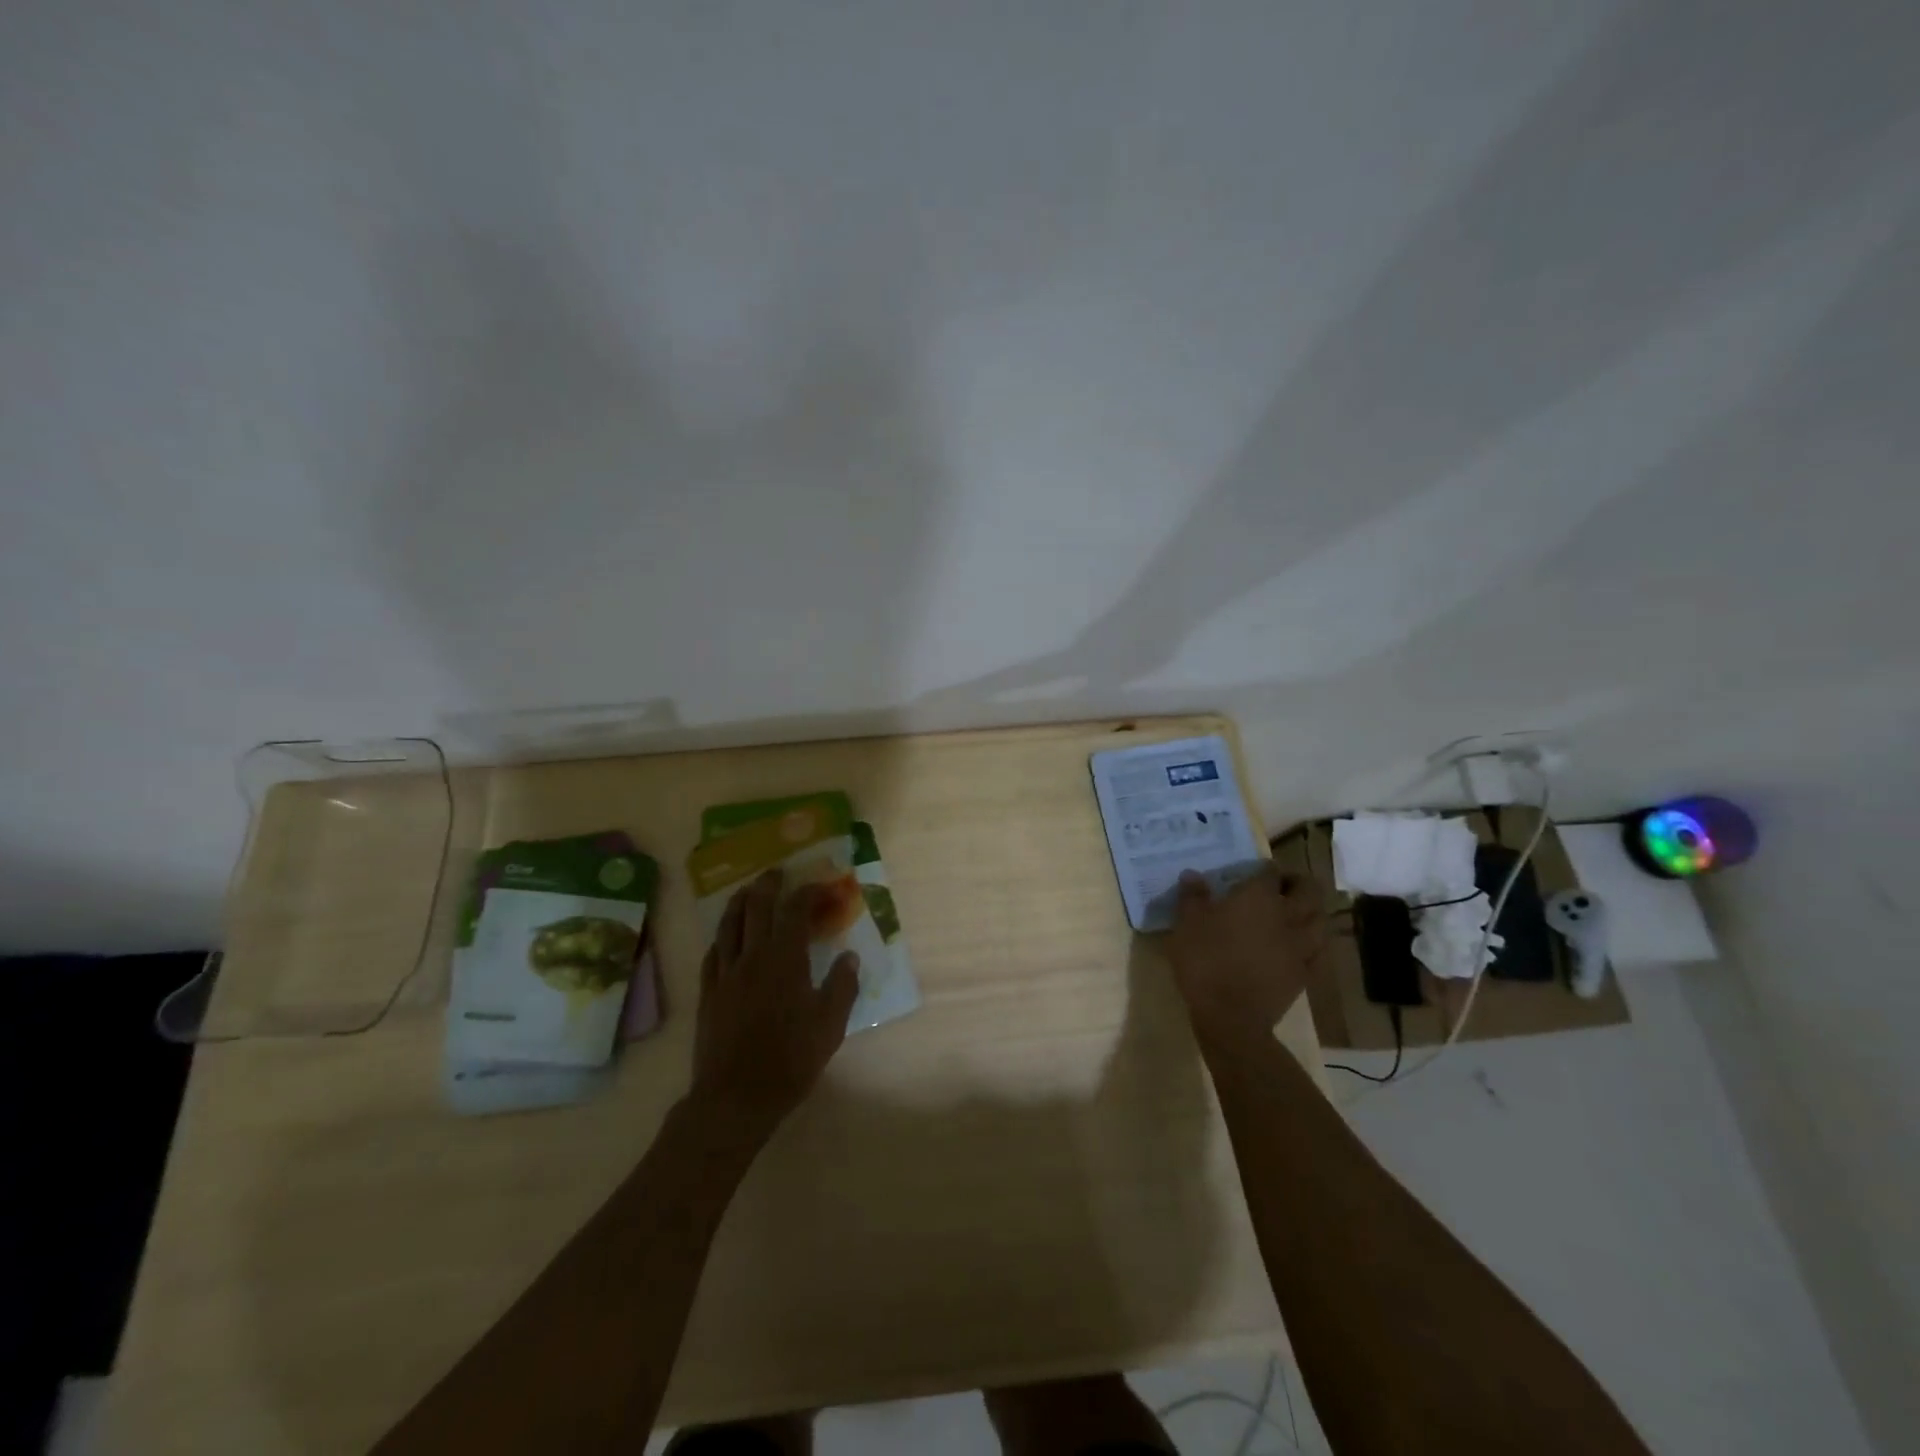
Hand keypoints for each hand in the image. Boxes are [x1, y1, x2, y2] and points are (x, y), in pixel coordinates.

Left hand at [688, 868, 860, 1145]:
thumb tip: (849, 957)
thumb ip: (842, 986)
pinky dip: (721, 937)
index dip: (807, 893)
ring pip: (728, 926)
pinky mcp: (708, 994)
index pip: (794, 911)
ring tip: (746, 891)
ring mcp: (725, 974)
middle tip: (776, 873)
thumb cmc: (790, 1060)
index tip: (820, 887)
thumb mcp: (830, 1025)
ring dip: (739, 902)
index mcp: (784, 959)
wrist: (736, 1098)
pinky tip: (724, 938)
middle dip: (767, 885)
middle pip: (755, 908)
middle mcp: (752, 957)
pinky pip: (712, 954)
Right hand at [1165, 865, 1324, 1051]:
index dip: (1264, 869)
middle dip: (1297, 883)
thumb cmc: (1205, 962)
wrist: (1231, 1017)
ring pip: (1320, 919)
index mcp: (1259, 898)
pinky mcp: (1305, 973)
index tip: (1253, 872)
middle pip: (1308, 891)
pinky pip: (1318, 951)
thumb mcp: (1186, 924)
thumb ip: (1192, 896)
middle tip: (1281, 887)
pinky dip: (1312, 943)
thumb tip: (1193, 874)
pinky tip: (1300, 946)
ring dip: (1311, 911)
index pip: (1270, 872)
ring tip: (1295, 914)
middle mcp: (1287, 916)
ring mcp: (1301, 946)